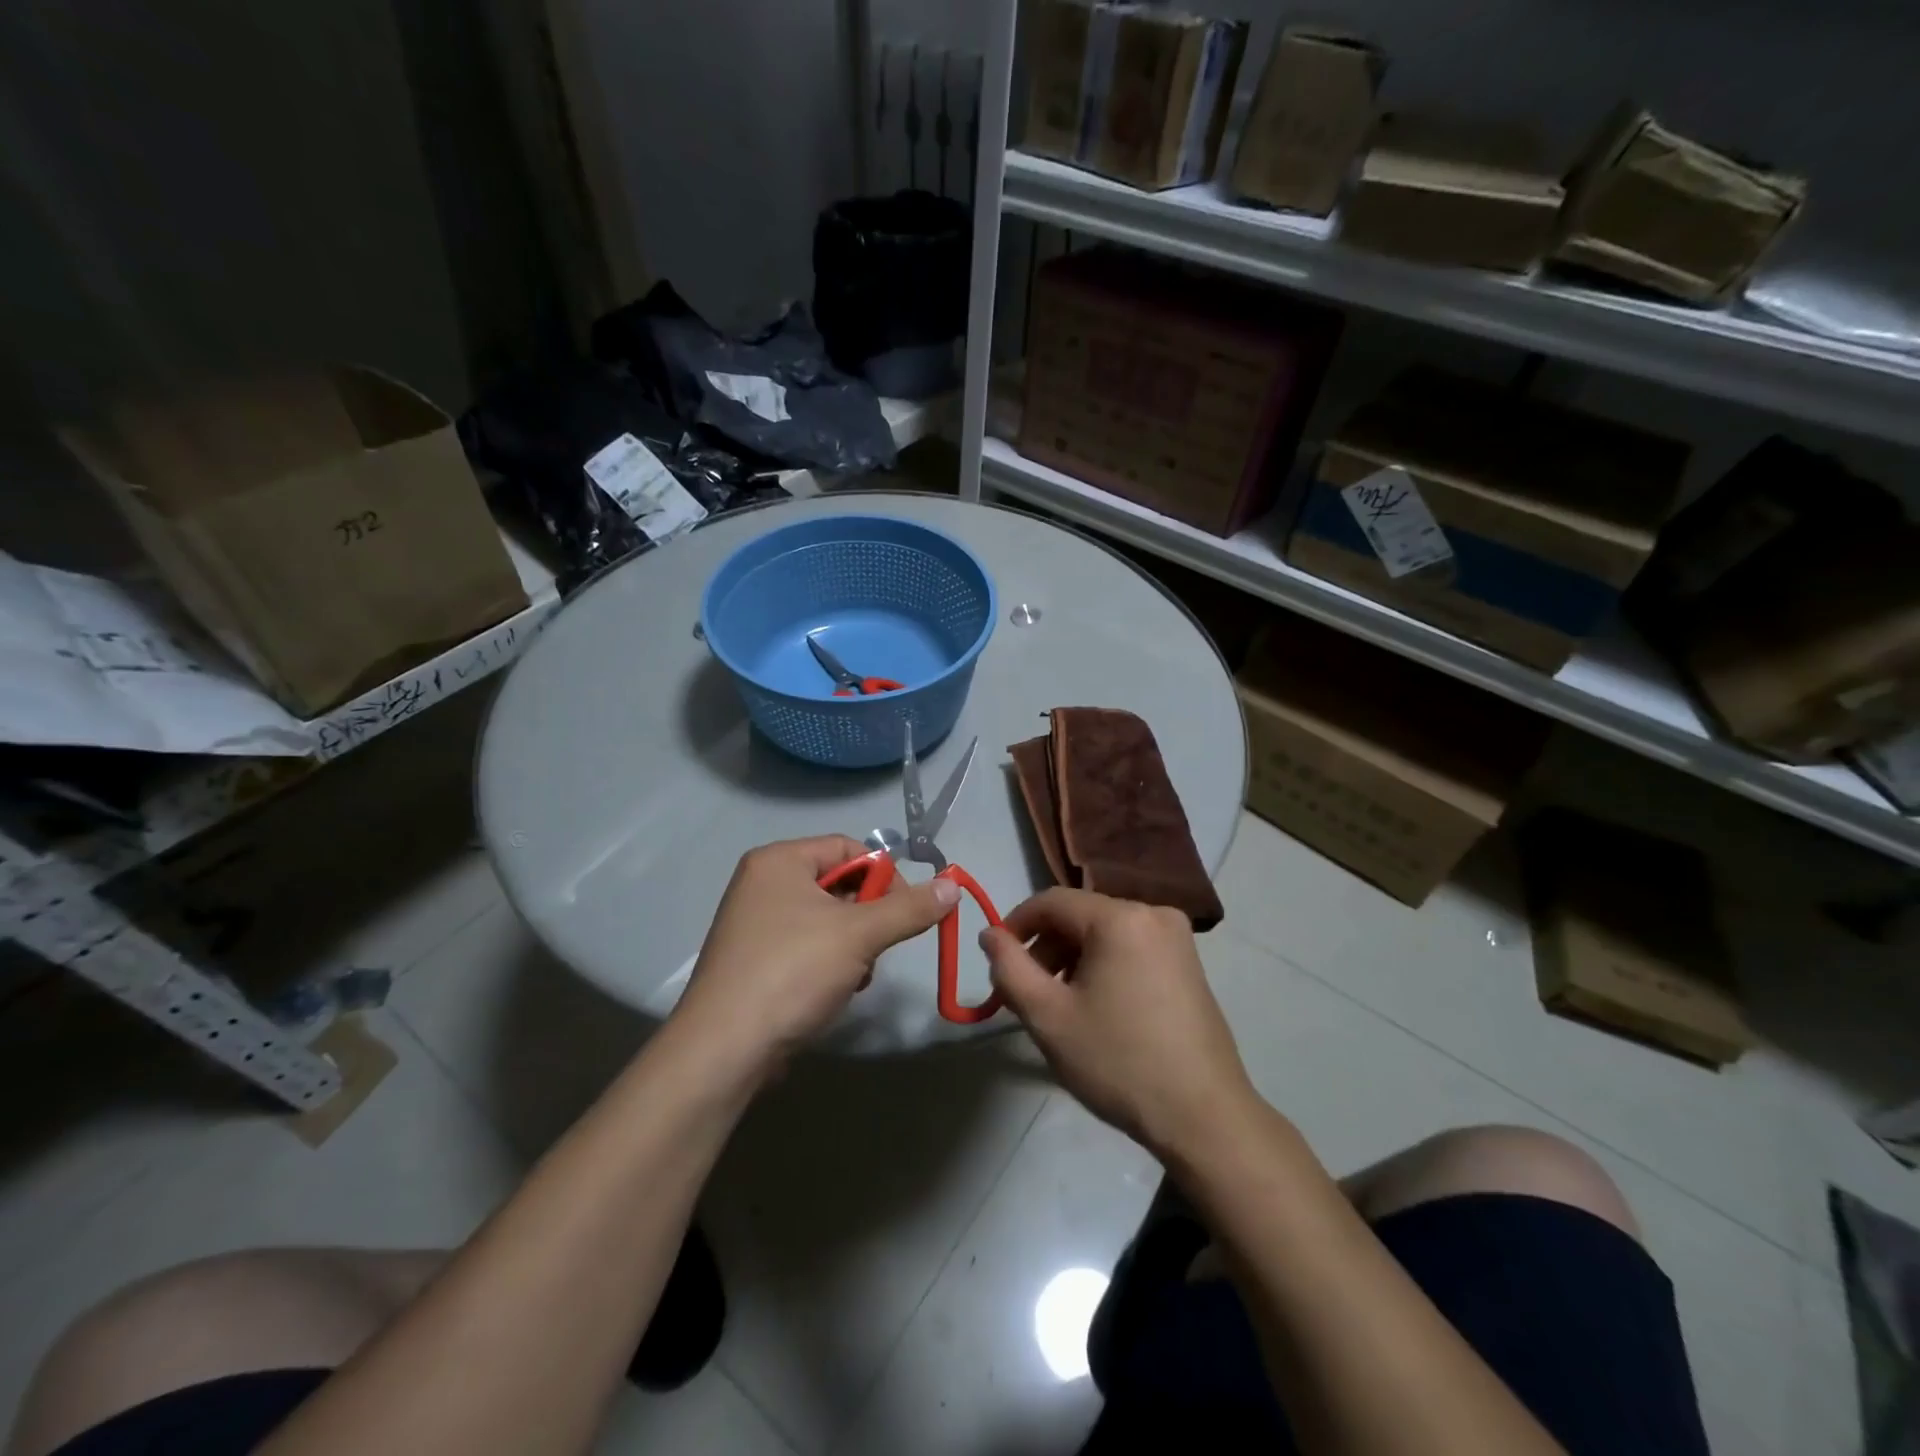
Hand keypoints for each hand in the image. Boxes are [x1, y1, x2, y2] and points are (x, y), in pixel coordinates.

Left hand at [674, 836, 958, 1071]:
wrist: (724, 1051)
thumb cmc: (792, 973)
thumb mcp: (860, 935)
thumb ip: (909, 908)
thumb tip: (953, 884)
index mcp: (778, 861)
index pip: (848, 848)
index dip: (883, 875)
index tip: (906, 910)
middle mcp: (762, 884)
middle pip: (838, 884)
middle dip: (868, 916)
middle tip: (880, 947)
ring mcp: (755, 924)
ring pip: (827, 920)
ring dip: (854, 945)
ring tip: (857, 975)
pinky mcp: (755, 962)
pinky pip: (807, 946)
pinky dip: (830, 963)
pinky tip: (837, 991)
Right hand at [980, 889, 1257, 1158]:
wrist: (1204, 1117)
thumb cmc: (1119, 1062)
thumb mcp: (1048, 1017)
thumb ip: (1009, 968)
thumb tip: (989, 934)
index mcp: (1120, 917)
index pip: (1051, 902)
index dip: (1015, 925)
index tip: (996, 961)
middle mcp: (1153, 913)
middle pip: (1080, 916)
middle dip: (1045, 948)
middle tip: (1025, 994)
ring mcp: (1177, 938)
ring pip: (1105, 933)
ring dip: (1072, 959)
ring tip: (1058, 1006)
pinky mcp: (1189, 963)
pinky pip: (1130, 948)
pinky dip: (1103, 966)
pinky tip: (1096, 1008)